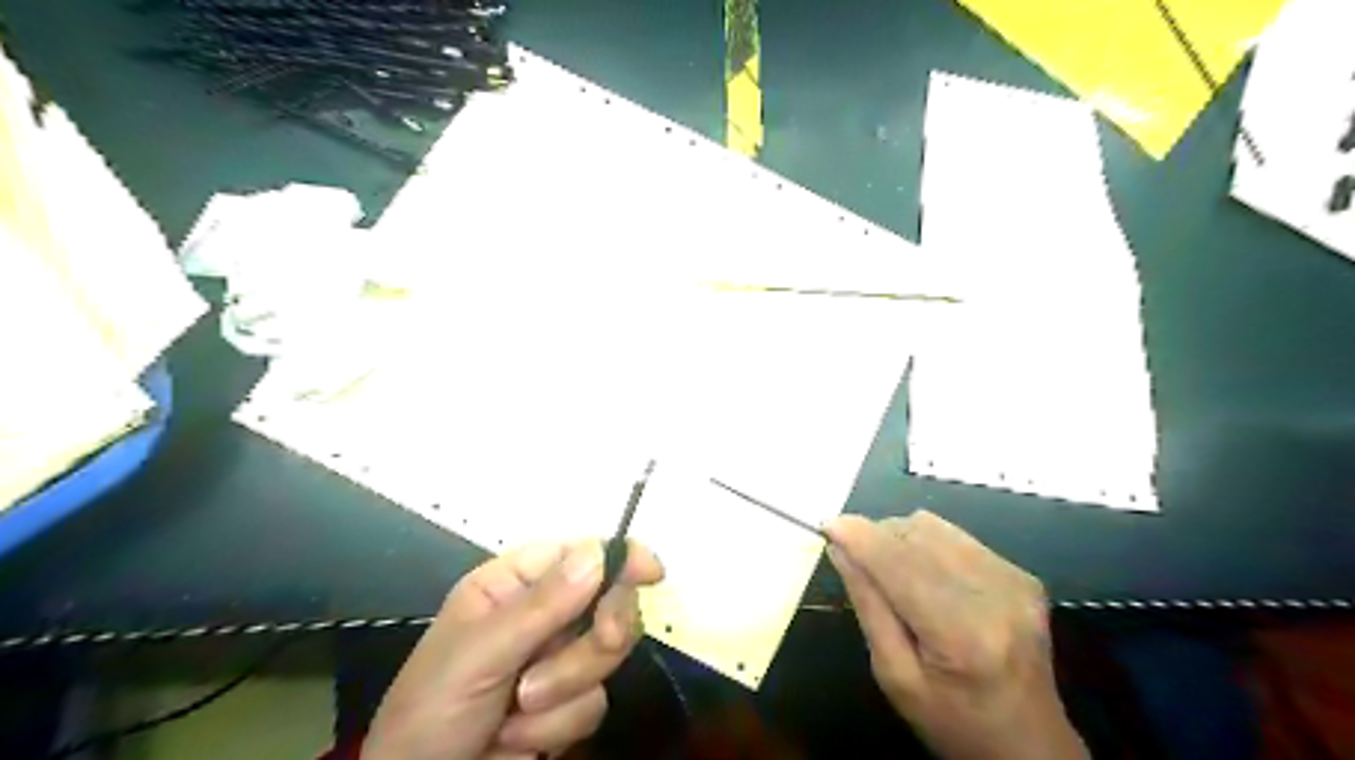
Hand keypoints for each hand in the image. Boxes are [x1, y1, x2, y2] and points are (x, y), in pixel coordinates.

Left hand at [364, 540, 664, 759]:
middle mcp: (541, 615)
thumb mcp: (478, 654)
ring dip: (565, 688)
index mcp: (513, 585)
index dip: (619, 557)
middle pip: (607, 602)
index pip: (578, 554)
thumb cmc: (433, 711)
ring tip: (517, 709)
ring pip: (605, 656)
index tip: (652, 572)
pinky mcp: (567, 704)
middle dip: (597, 635)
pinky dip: (557, 726)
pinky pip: (594, 703)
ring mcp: (557, 659)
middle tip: (602, 642)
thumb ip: (540, 606)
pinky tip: (516, 737)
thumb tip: (599, 553)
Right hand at [821, 511, 1087, 758]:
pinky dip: (930, 546)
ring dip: (902, 538)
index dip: (861, 537)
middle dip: (878, 537)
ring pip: (936, 527)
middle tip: (859, 561)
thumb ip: (868, 605)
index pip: (900, 564)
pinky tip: (930, 578)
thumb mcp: (894, 675)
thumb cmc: (951, 721)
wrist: (1029, 744)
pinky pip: (958, 537)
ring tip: (896, 572)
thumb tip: (840, 548)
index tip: (828, 525)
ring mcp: (1014, 581)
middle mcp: (995, 596)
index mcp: (961, 634)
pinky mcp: (1023, 575)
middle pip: (918, 534)